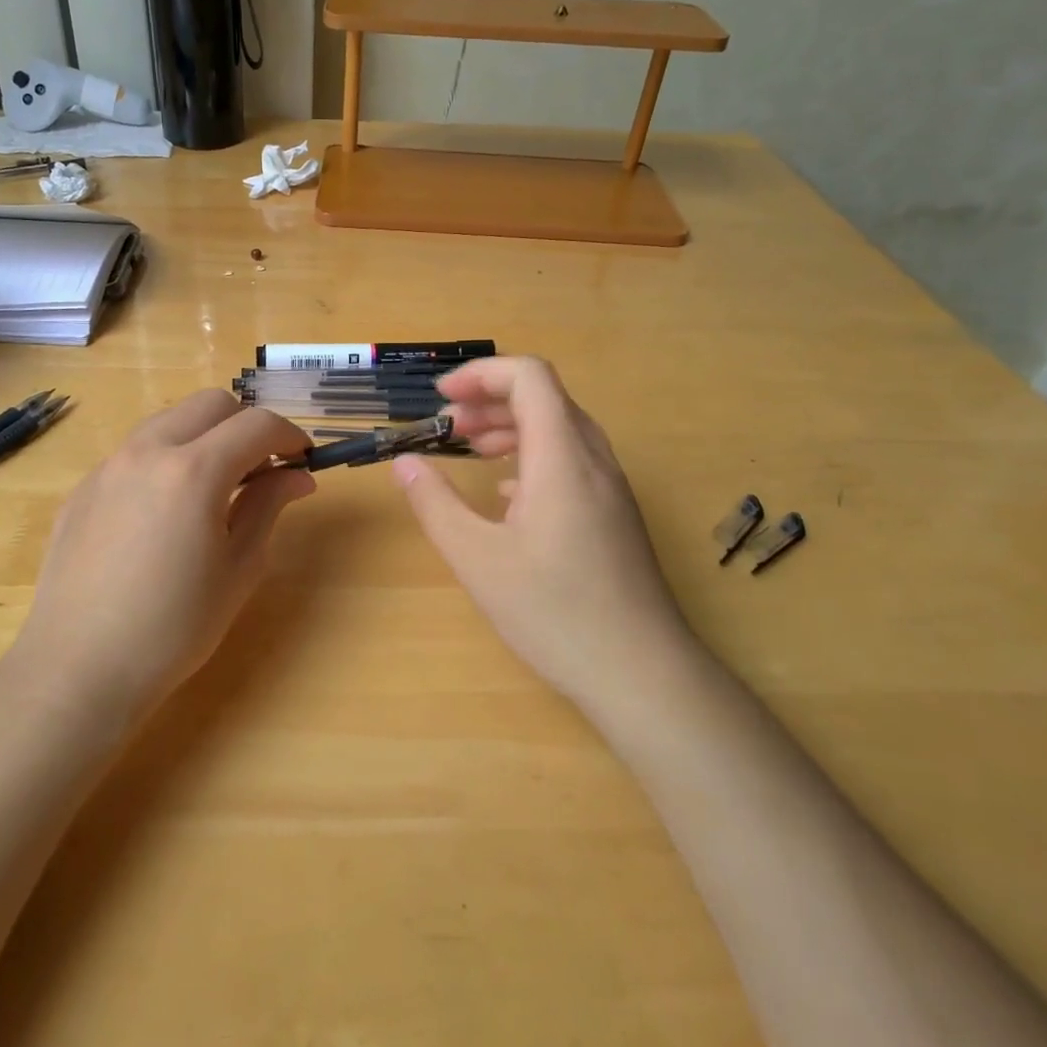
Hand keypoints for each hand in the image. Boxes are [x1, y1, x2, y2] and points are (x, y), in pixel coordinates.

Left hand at [11, 391, 314, 722]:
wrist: (79, 669)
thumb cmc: (174, 628)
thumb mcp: (238, 569)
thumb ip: (267, 507)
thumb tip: (296, 476)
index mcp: (194, 471)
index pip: (256, 425)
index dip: (290, 435)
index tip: (303, 459)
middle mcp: (147, 452)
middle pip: (210, 404)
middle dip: (246, 424)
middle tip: (261, 469)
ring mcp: (108, 467)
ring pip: (169, 420)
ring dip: (204, 436)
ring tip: (215, 486)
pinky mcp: (83, 488)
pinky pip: (135, 452)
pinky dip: (166, 459)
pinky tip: (166, 511)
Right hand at [390, 357, 685, 721]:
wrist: (642, 673)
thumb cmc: (555, 612)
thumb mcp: (478, 559)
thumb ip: (436, 504)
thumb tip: (405, 463)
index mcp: (561, 456)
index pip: (529, 377)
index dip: (481, 373)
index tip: (440, 397)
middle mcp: (593, 459)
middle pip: (544, 399)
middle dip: (490, 401)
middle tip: (447, 428)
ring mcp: (610, 488)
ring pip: (560, 429)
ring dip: (512, 429)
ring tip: (470, 452)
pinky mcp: (614, 514)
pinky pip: (572, 461)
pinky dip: (533, 457)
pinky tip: (507, 495)